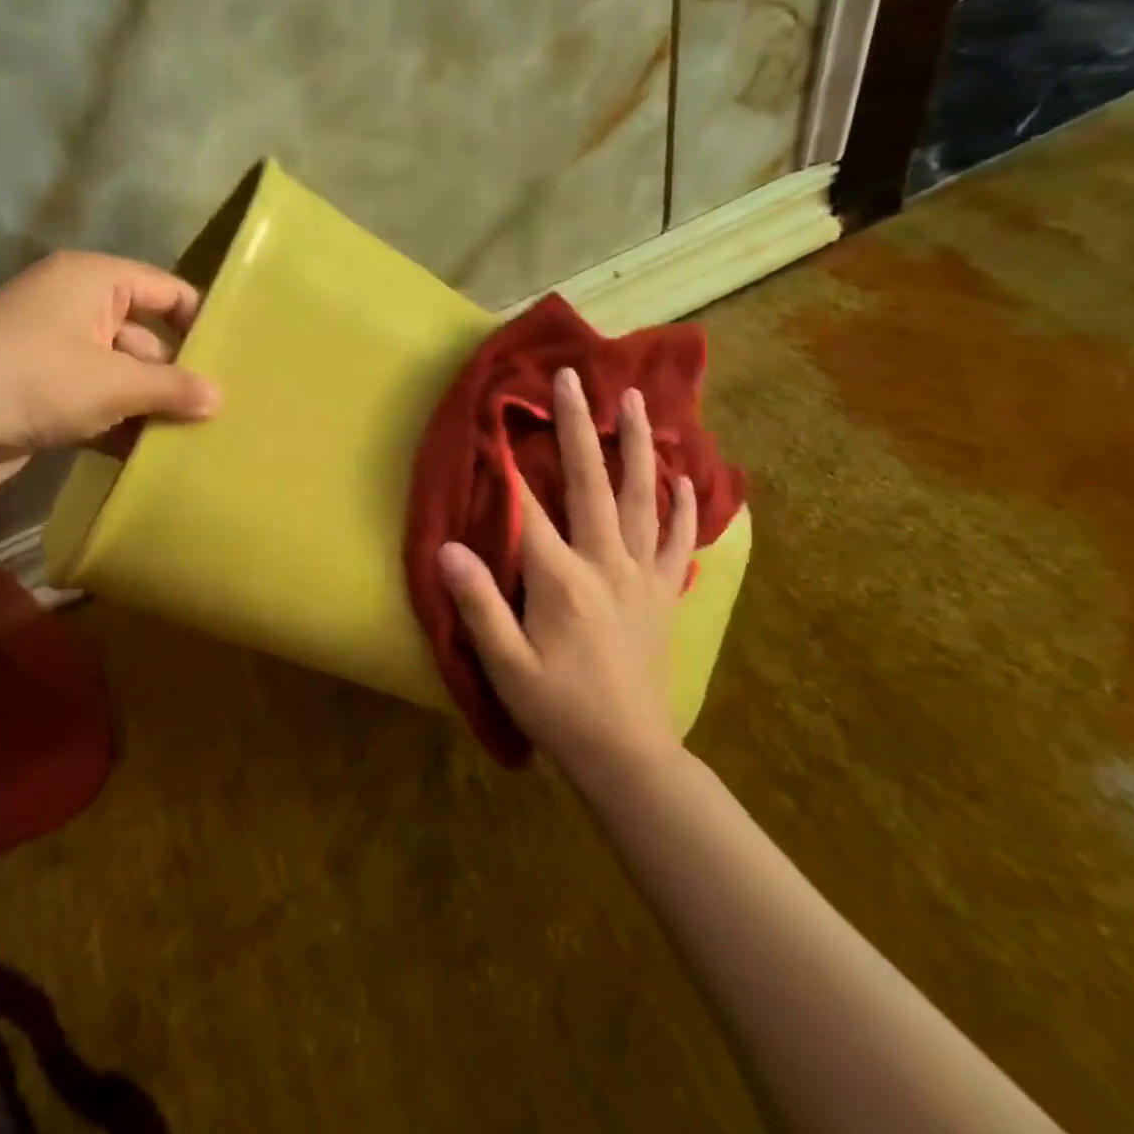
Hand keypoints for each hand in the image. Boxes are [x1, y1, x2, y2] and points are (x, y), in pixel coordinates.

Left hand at [0, 251, 220, 491]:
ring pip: (125, 375)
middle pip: (147, 337)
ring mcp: (59, 352)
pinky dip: (123, 424)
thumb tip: (220, 398)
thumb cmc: (28, 381)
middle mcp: (77, 308)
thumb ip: (170, 387)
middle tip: (224, 413)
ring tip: (199, 439)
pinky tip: (154, 456)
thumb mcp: (110, 382)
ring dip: (152, 406)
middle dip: (179, 375)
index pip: (166, 290)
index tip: (237, 360)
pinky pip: (100, 402)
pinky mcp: (46, 393)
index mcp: (93, 281)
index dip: (201, 321)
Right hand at [437, 366, 696, 785]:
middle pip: (591, 482)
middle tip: (574, 378)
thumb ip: (480, 604)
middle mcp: (607, 564)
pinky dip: (682, 505)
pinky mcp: (662, 592)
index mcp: (562, 580)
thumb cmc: (558, 709)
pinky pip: (675, 539)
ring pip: (642, 498)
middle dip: (580, 426)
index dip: (510, 462)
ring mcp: (642, 575)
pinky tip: (685, 477)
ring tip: (637, 402)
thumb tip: (448, 548)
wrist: (629, 755)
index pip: (530, 508)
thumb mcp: (506, 665)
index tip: (500, 415)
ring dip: (639, 446)